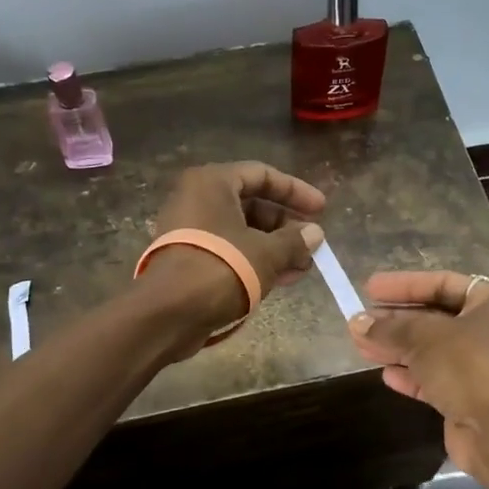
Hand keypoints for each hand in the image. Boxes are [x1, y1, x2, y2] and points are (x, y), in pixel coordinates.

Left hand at [145, 161, 326, 334]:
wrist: (167, 314)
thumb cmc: (220, 269)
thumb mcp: (265, 253)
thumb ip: (294, 240)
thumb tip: (315, 233)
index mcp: (212, 183)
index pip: (262, 174)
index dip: (295, 191)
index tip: (321, 209)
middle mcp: (197, 198)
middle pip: (252, 203)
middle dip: (286, 226)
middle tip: (313, 244)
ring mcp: (190, 229)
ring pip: (242, 230)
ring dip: (274, 247)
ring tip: (303, 267)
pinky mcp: (189, 257)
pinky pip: (229, 250)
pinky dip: (254, 260)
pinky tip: (281, 279)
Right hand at [349, 272, 488, 481]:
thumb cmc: (469, 365)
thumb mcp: (424, 338)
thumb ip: (389, 328)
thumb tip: (357, 321)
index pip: (442, 284)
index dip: (405, 285)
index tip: (370, 288)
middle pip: (436, 317)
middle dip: (396, 319)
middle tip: (361, 319)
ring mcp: (482, 366)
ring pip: (432, 350)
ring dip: (397, 347)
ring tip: (360, 344)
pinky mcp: (470, 397)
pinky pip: (435, 378)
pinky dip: (410, 374)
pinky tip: (385, 373)